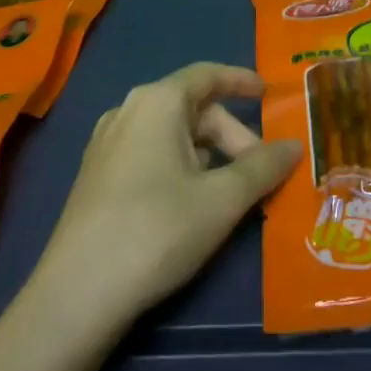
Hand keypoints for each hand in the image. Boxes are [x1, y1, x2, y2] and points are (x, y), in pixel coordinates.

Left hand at [34, 62, 301, 324]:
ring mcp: (106, 144)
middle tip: (259, 175)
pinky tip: (191, 204)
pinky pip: (150, 153)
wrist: (77, 295)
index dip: (241, 80)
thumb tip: (294, 146)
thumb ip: (263, 167)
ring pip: (172, 134)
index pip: (207, 75)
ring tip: (230, 194)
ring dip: (208, 155)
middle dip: (231, 136)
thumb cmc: (157, 230)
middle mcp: (128, 111)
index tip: (268, 92)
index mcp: (157, 102)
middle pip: (193, 109)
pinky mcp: (96, 176)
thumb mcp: (222, 199)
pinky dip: (181, 166)